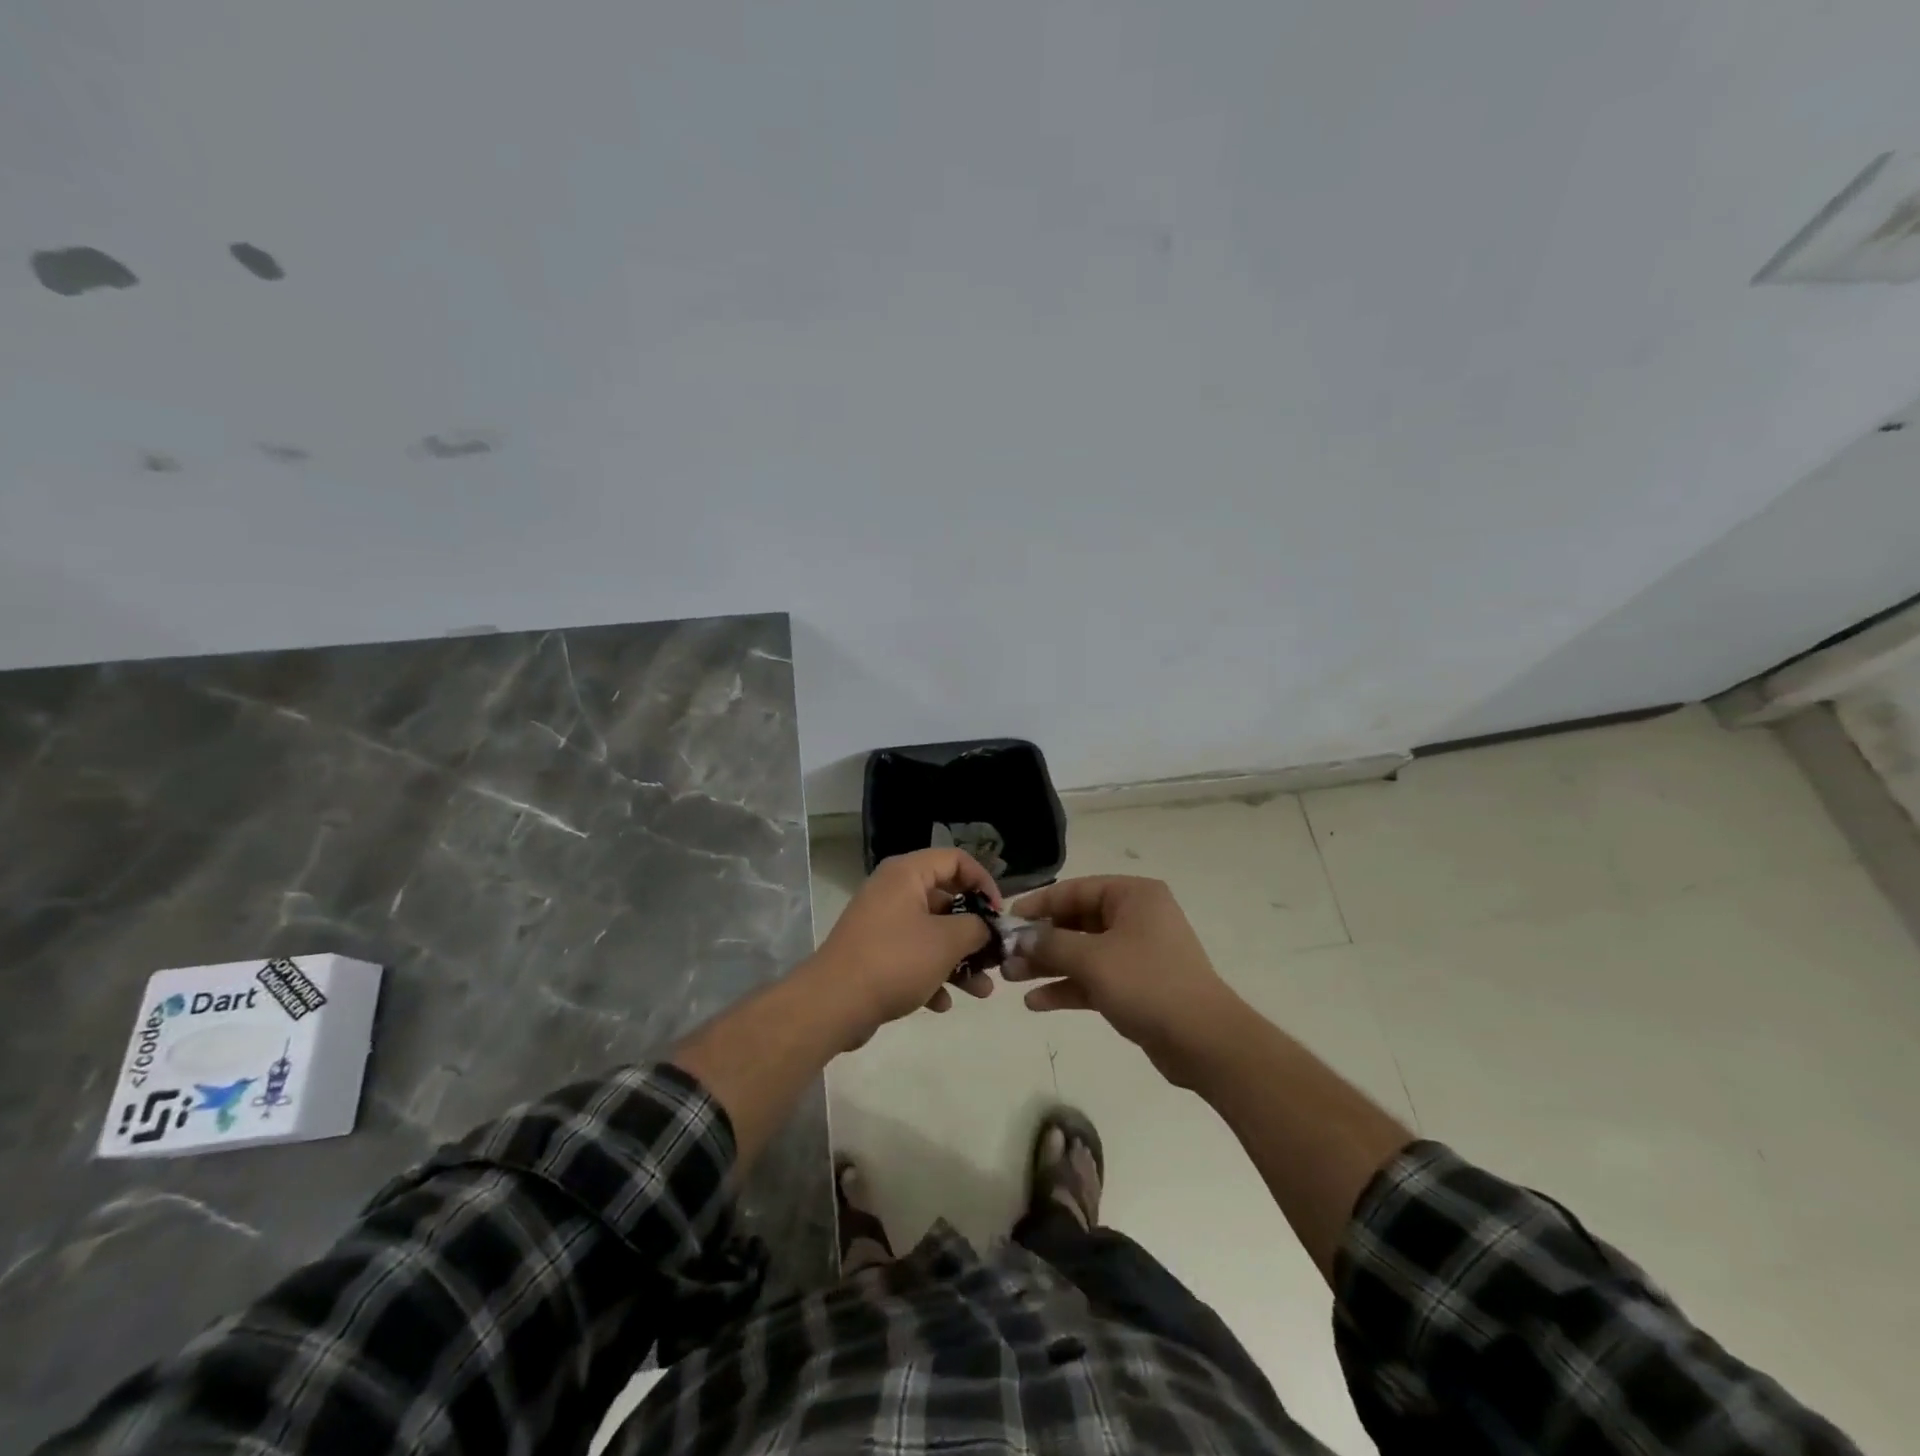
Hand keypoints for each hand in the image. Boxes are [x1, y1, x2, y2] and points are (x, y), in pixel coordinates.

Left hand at [809, 849, 999, 1043]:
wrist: (833, 1003)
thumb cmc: (895, 960)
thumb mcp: (947, 941)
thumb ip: (976, 928)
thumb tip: (985, 928)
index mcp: (907, 874)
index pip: (956, 860)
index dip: (984, 882)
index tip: (999, 914)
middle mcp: (893, 890)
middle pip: (945, 899)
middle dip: (974, 931)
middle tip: (994, 956)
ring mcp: (882, 923)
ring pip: (931, 933)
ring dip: (959, 960)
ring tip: (982, 991)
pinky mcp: (874, 953)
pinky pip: (912, 956)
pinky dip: (931, 975)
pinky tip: (942, 1003)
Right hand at [1005, 876, 1239, 1086]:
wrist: (1204, 1041)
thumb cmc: (1148, 984)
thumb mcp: (1092, 959)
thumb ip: (1050, 944)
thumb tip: (1018, 938)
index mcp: (1132, 896)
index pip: (1075, 890)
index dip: (1039, 904)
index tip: (1007, 921)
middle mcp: (1135, 918)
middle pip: (1077, 921)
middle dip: (1040, 940)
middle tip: (1004, 956)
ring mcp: (1136, 953)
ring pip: (1082, 952)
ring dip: (1048, 964)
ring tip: (1011, 979)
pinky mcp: (1135, 986)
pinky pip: (1093, 978)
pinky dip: (1067, 987)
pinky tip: (1036, 1002)